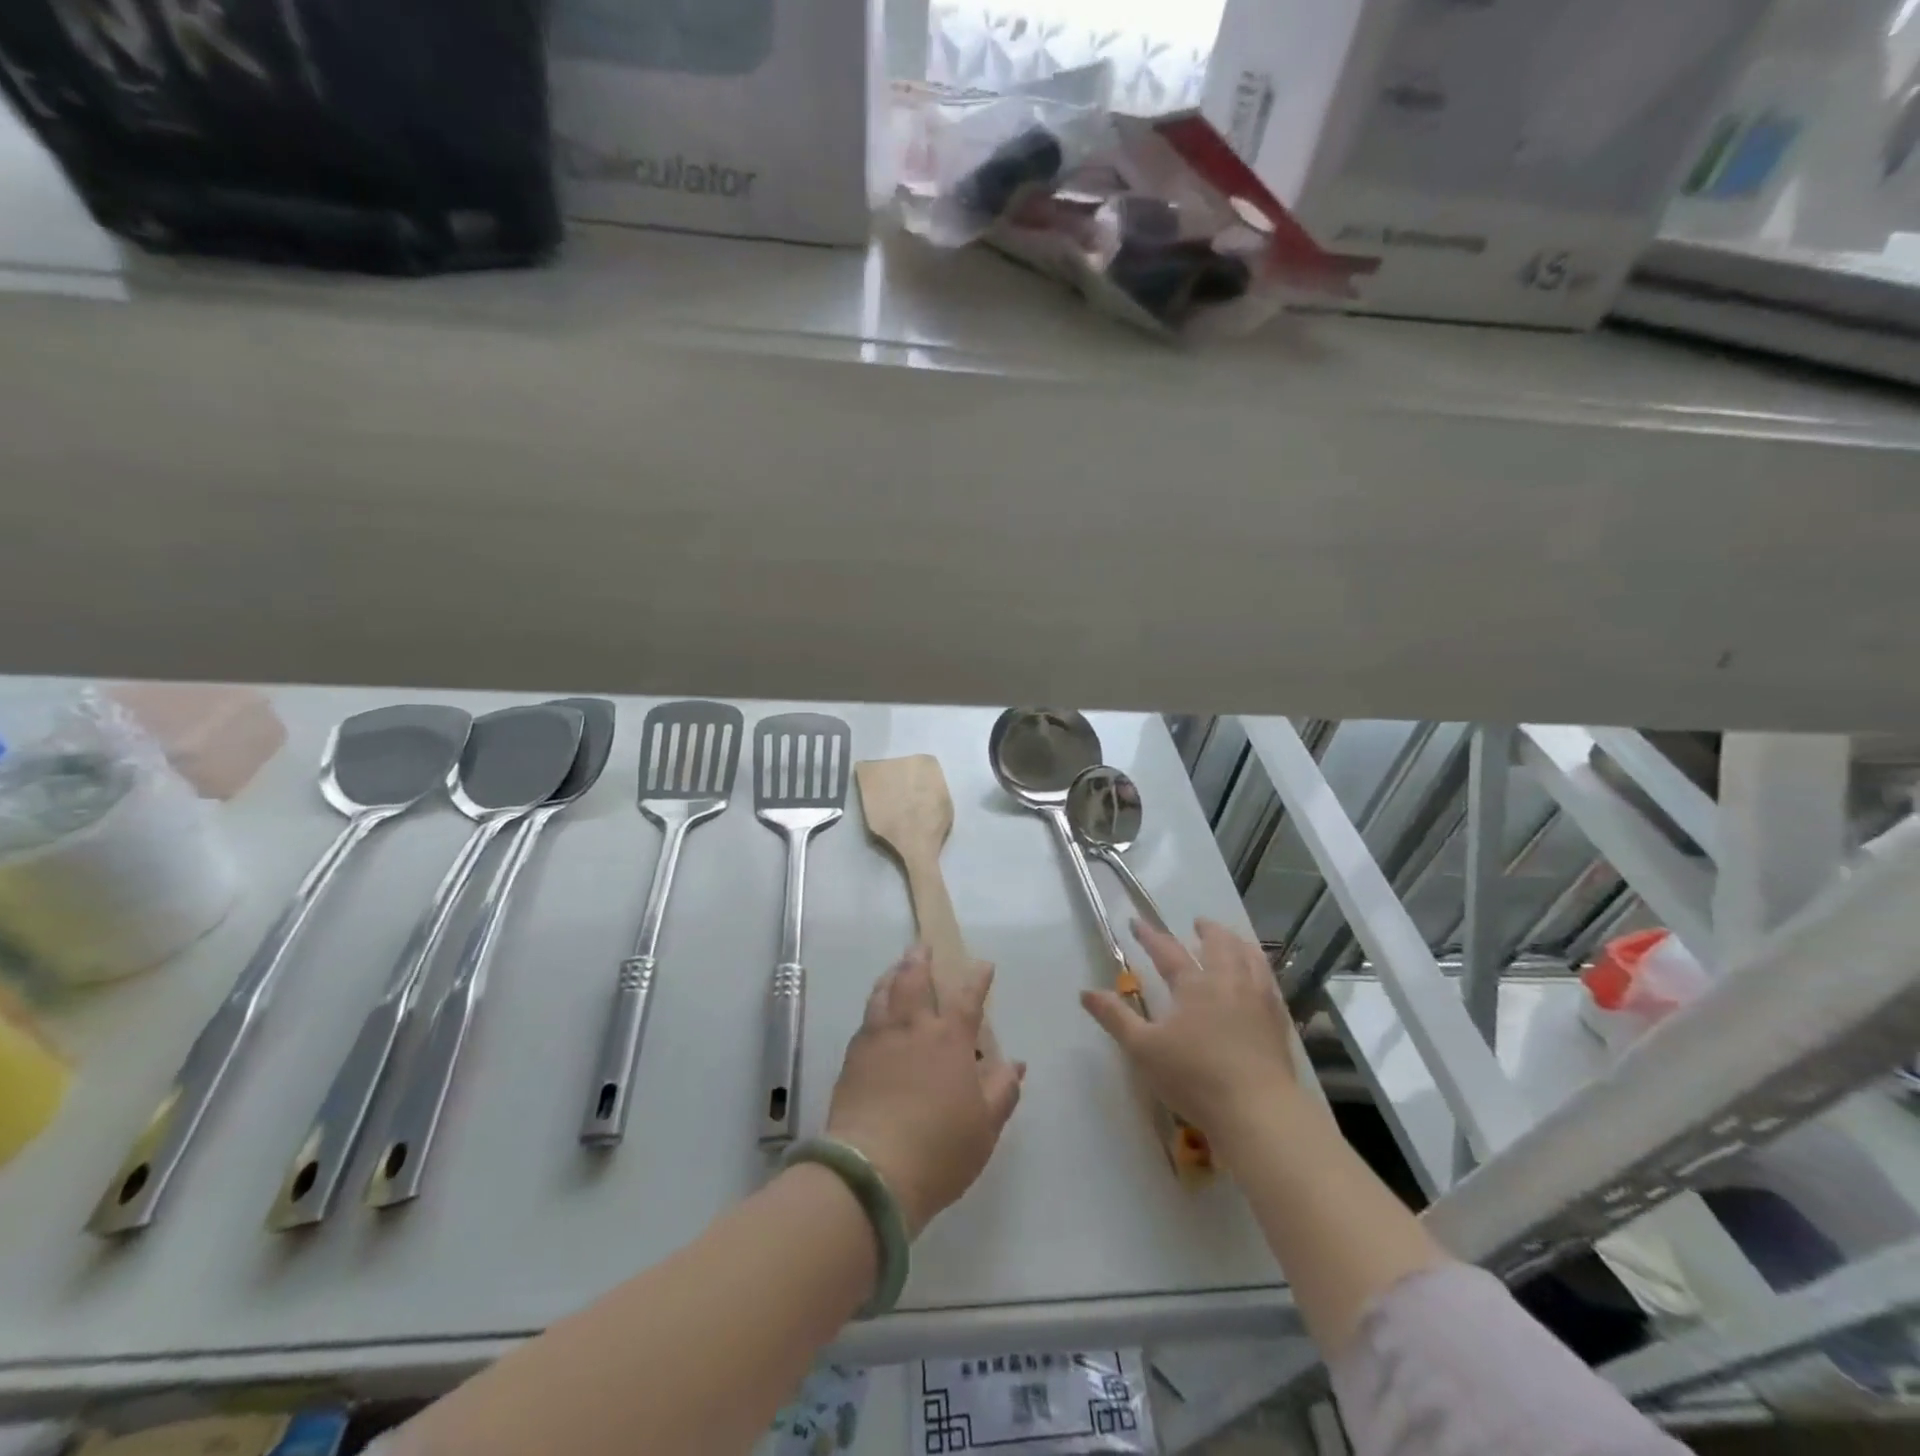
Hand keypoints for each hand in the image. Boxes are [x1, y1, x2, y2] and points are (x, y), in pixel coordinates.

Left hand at [825, 946, 1025, 1236]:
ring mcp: (878, 1038)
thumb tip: (1016, 1063)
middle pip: (914, 979)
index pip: (968, 998)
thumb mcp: (985, 1126)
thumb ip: (1003, 1090)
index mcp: (950, 1039)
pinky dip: (875, 1003)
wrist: (871, 1171)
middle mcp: (913, 1027)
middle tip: (922, 946)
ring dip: (893, 973)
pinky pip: (866, 1018)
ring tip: (897, 967)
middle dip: (921, 959)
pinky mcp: (852, 1056)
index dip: (977, 978)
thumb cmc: (939, 1149)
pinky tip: (876, 1011)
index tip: (983, 964)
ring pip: (884, 992)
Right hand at [1081, 918, 1302, 1157]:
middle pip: (1219, 945)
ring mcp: (1257, 1000)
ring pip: (1250, 958)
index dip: (1150, 936)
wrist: (1258, 1111)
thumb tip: (1085, 992)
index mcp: (1193, 985)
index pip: (1167, 951)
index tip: (1137, 922)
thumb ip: (1116, 1018)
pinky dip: (1261, 969)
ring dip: (1238, 943)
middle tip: (1199, 923)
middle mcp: (1228, 982)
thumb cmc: (1194, 1077)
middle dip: (1208, 930)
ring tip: (1233, 940)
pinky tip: (1260, 978)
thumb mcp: (1143, 1049)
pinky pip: (1270, 982)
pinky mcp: (1277, 1022)